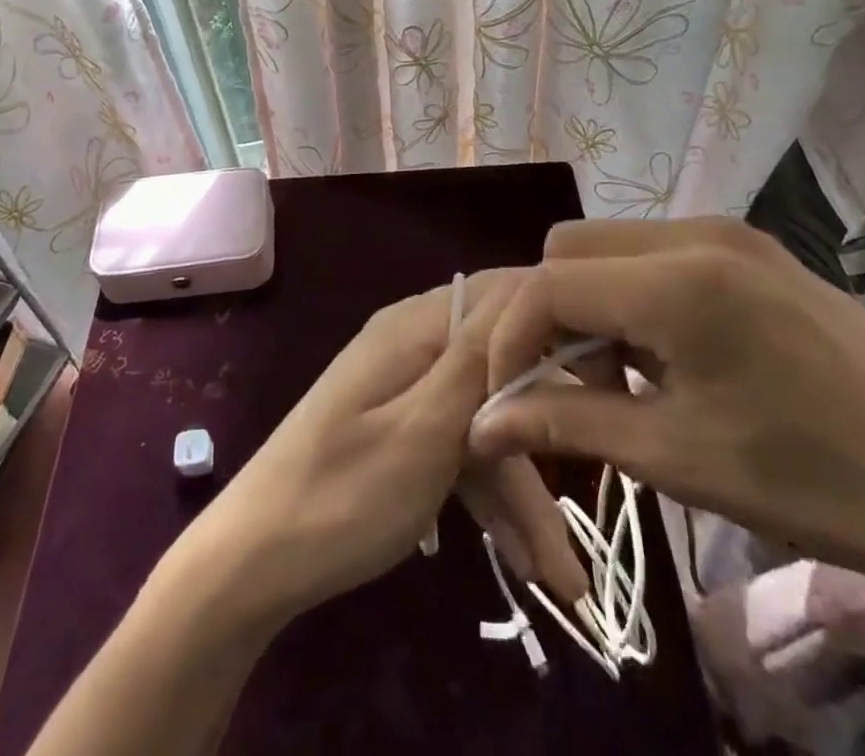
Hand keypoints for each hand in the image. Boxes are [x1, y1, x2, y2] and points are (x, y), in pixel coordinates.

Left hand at [182, 269, 585, 626]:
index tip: (610, 369)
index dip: (557, 320)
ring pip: (485, 424)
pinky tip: (527, 564)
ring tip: (565, 579)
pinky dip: (488, 500)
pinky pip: (459, 452)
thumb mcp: (424, 430)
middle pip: (501, 368)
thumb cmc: (343, 494)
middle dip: (546, 430)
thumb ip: (478, 359)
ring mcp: (408, 393)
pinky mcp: (403, 434)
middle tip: (604, 475)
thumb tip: (530, 284)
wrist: (253, 564)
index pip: (503, 294)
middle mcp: (414, 346)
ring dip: (523, 492)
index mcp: (416, 327)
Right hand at [467, 219, 864, 602]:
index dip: (512, 339)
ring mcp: (730, 233)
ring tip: (622, 376)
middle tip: (570, 384)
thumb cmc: (812, 482)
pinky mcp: (755, 248)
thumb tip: (482, 423)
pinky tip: (669, 355)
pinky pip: (659, 252)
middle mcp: (696, 233)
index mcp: (675, 280)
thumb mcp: (676, 457)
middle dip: (549, 313)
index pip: (547, 283)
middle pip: (570, 248)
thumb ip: (567, 423)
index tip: (510, 398)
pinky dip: (634, 294)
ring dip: (591, 302)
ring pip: (612, 245)